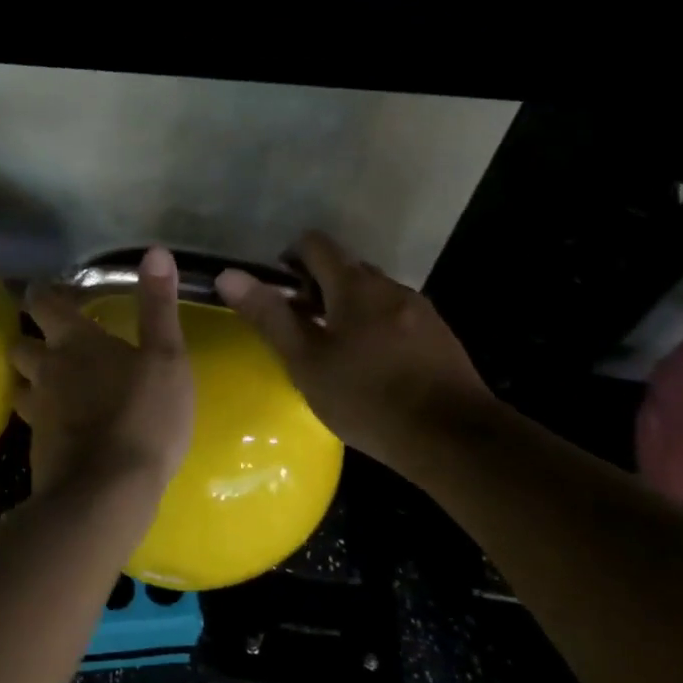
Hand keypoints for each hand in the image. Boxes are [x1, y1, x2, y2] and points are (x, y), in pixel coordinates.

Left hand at [10, 245, 194, 499]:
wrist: (108, 491)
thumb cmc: (144, 415)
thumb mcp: (166, 357)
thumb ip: (158, 306)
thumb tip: (156, 252)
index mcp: (75, 342)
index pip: (43, 303)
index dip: (41, 294)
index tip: (45, 292)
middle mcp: (47, 370)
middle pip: (20, 344)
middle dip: (28, 338)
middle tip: (48, 340)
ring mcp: (38, 411)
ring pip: (19, 384)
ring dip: (29, 379)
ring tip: (48, 382)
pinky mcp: (37, 447)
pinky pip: (31, 421)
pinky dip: (40, 416)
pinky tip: (59, 425)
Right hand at [214, 231, 493, 480]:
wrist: (454, 438)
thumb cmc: (367, 398)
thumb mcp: (306, 361)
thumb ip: (269, 316)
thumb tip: (228, 275)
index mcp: (355, 285)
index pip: (316, 244)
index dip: (290, 256)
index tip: (277, 288)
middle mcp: (390, 286)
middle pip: (346, 267)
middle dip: (317, 285)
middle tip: (297, 324)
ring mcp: (420, 310)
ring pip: (372, 294)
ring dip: (346, 307)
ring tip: (331, 348)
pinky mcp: (439, 336)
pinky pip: (395, 316)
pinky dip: (374, 326)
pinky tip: (370, 365)